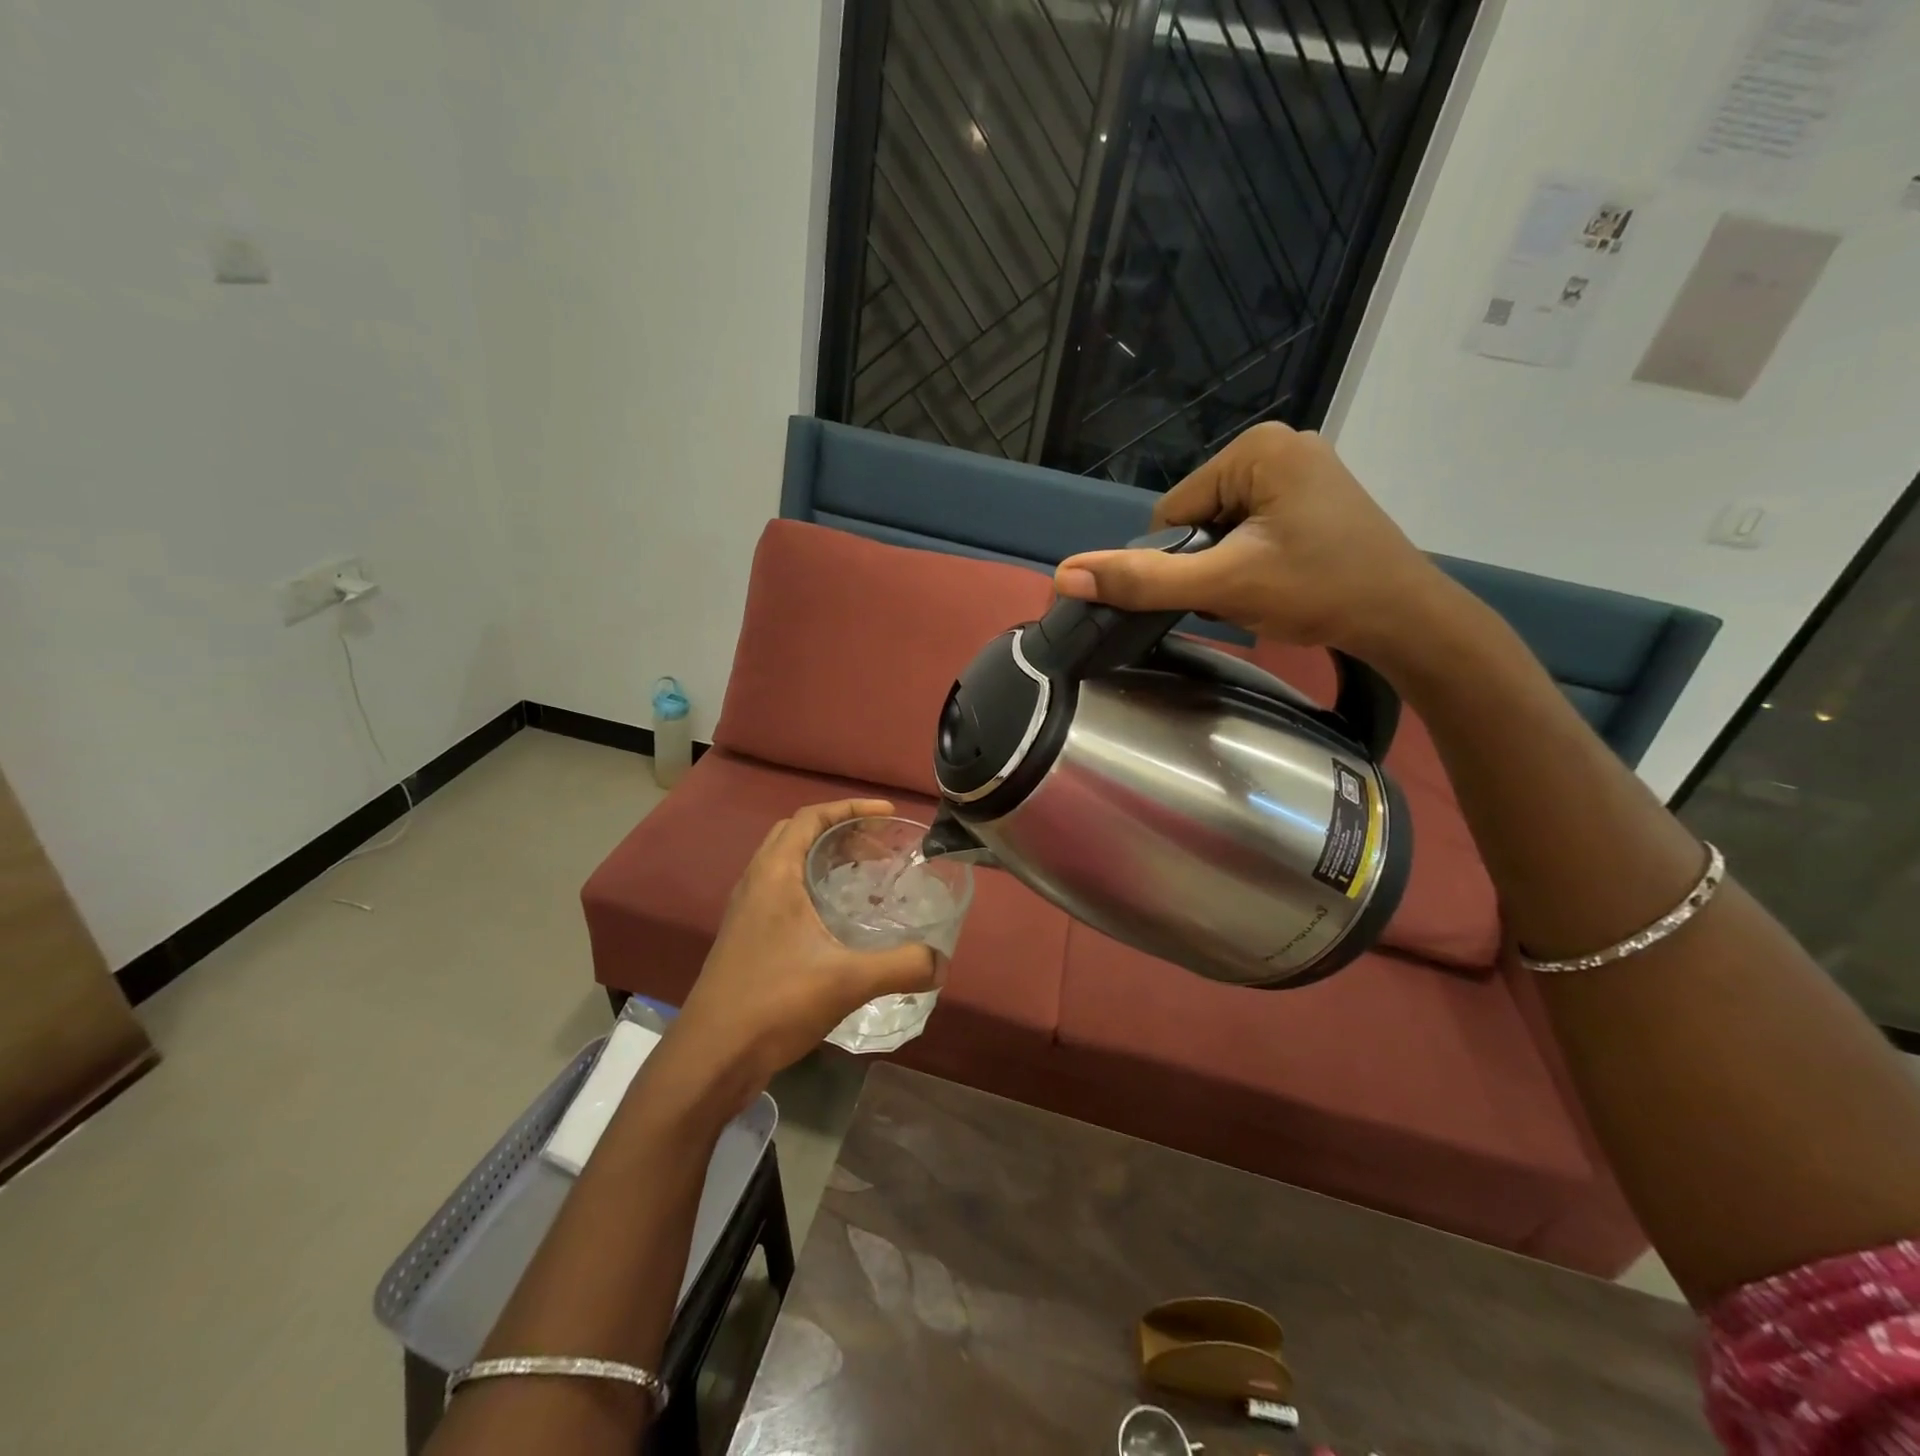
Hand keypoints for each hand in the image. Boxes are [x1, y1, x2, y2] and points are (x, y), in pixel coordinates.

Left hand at [662, 799, 940, 1103]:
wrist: (711, 1057)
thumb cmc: (774, 1003)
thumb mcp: (846, 981)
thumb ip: (900, 967)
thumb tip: (942, 962)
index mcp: (774, 875)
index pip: (810, 817)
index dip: (850, 808)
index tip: (888, 814)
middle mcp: (756, 883)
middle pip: (797, 834)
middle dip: (839, 829)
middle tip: (878, 844)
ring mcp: (747, 912)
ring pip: (787, 864)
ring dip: (823, 858)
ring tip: (864, 873)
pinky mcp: (747, 938)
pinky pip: (782, 892)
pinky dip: (812, 887)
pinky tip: (837, 918)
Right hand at [1052, 423, 1449, 663]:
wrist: (1406, 620)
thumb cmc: (1319, 591)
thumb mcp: (1223, 586)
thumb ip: (1143, 580)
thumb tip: (1066, 576)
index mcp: (1256, 448)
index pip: (1173, 511)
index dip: (1179, 560)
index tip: (1218, 588)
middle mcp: (1279, 445)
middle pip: (1198, 517)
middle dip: (1207, 564)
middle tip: (1245, 593)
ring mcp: (1301, 470)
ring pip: (1222, 528)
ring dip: (1227, 567)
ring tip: (1266, 589)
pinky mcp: (1314, 496)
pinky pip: (1252, 528)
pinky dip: (1251, 561)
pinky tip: (1279, 581)